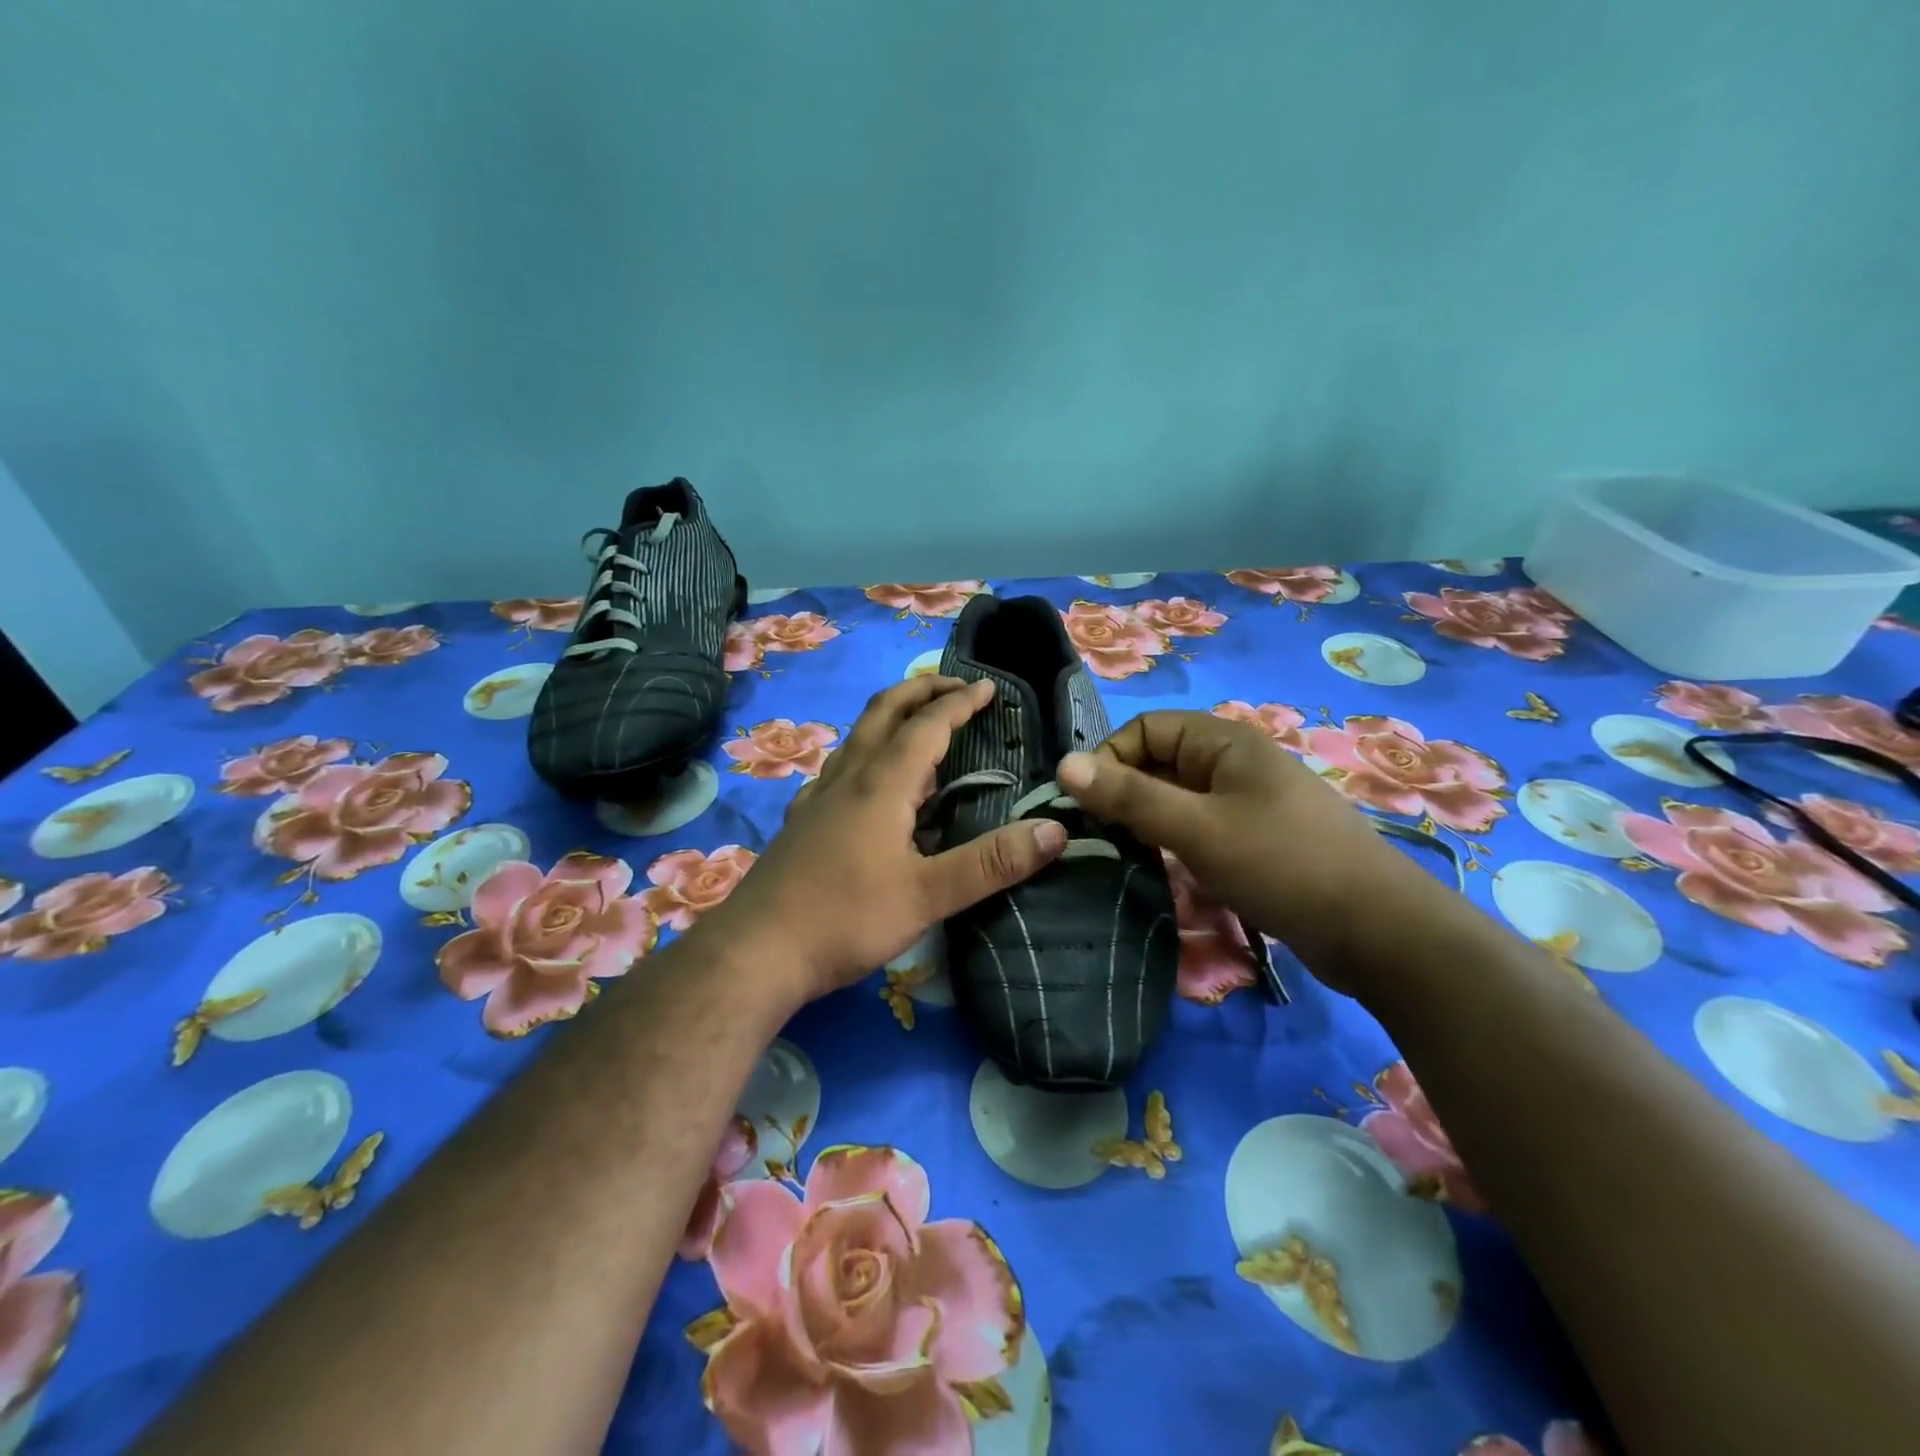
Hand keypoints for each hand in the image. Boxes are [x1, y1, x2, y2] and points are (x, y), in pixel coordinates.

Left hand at [702, 676, 1068, 1007]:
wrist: (756, 953)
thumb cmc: (845, 919)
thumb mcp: (928, 896)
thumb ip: (992, 863)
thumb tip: (1054, 830)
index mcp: (882, 784)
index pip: (927, 725)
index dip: (960, 702)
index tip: (989, 687)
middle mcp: (848, 778)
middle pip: (883, 713)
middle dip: (920, 690)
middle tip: (953, 684)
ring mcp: (818, 798)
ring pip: (858, 738)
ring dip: (891, 718)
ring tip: (918, 726)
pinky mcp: (802, 823)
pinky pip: (840, 769)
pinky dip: (866, 754)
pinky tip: (867, 783)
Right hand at [1056, 710, 1419, 980]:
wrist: (1378, 932)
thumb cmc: (1283, 864)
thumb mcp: (1197, 828)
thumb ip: (1129, 796)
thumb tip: (1063, 764)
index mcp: (1225, 743)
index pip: (1146, 728)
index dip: (1110, 759)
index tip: (1087, 806)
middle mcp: (1235, 764)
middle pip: (1160, 763)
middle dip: (1124, 795)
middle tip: (1096, 838)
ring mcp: (1248, 804)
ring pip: (1177, 801)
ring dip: (1146, 824)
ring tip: (1121, 859)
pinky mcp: (1256, 842)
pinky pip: (1199, 830)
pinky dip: (1174, 846)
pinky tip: (1161, 875)